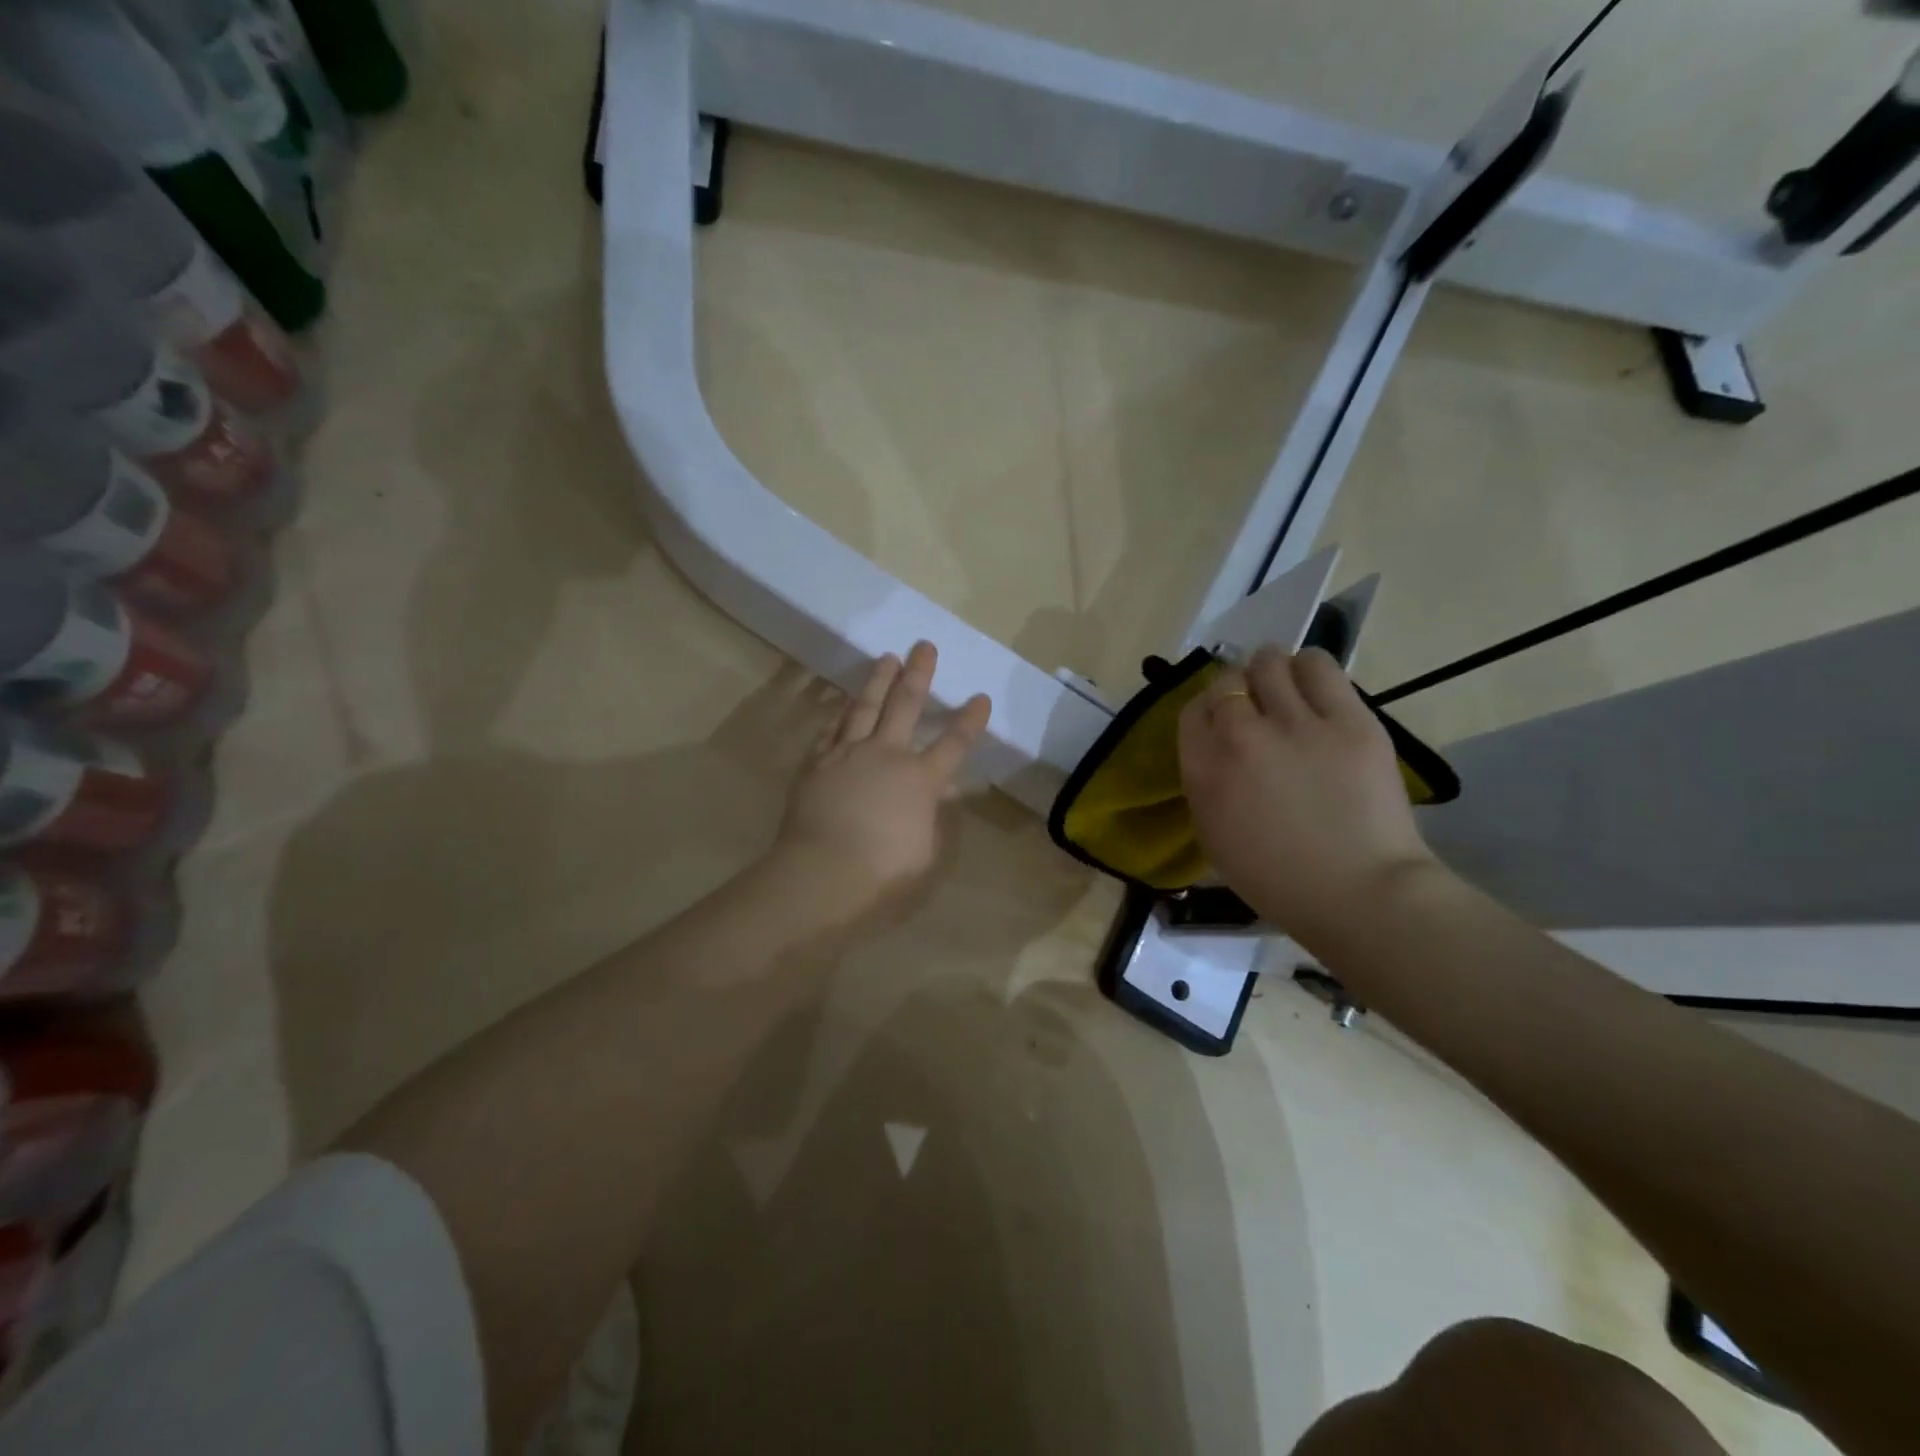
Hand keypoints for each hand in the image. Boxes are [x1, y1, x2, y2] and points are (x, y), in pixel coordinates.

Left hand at [774, 641, 991, 913]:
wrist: (822, 874)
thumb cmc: (882, 872)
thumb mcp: (925, 851)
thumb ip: (931, 817)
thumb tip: (934, 795)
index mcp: (921, 780)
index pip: (954, 743)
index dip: (970, 720)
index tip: (981, 696)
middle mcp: (887, 755)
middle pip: (905, 705)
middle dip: (919, 673)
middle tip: (924, 646)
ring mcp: (848, 754)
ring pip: (865, 707)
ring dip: (878, 680)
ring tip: (887, 657)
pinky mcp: (817, 763)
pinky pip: (832, 729)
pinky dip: (841, 713)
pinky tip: (844, 703)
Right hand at [1178, 647, 1436, 944]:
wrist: (1358, 894)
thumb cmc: (1278, 880)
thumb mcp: (1214, 835)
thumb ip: (1207, 783)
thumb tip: (1218, 746)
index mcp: (1204, 770)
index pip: (1193, 710)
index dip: (1209, 711)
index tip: (1225, 723)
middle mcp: (1240, 736)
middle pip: (1228, 682)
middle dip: (1239, 691)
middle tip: (1259, 710)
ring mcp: (1295, 723)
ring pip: (1270, 662)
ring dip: (1272, 672)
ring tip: (1289, 692)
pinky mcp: (1348, 718)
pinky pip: (1318, 666)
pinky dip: (1310, 670)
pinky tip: (1317, 689)